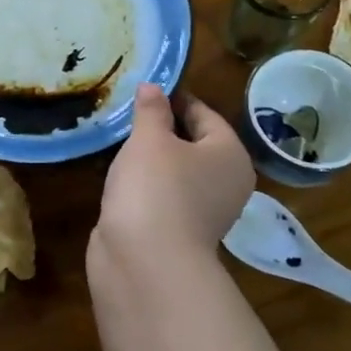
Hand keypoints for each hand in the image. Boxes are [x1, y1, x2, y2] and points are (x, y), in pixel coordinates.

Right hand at [95, 83, 254, 261]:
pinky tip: (121, 177)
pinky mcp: (177, 233)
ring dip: (152, 159)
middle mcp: (225, 183)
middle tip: (130, 113)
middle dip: (163, 129)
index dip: (176, 99)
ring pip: (177, 173)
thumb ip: (151, 110)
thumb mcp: (150, 139)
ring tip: (121, 142)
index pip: (205, 115)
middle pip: (194, 144)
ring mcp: (203, 212)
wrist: (145, 263)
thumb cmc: (156, 187)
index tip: (147, 89)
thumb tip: (153, 87)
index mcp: (230, 155)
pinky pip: (162, 196)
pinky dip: (144, 185)